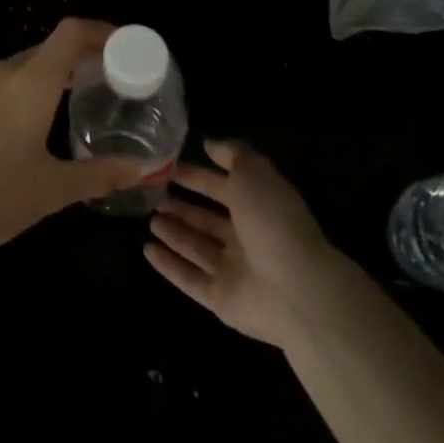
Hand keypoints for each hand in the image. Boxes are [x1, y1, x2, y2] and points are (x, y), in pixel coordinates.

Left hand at [0, 18, 148, 262]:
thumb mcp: (52, 191)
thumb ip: (99, 175)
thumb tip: (141, 168)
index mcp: (30, 82)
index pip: (71, 33)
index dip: (101, 31)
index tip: (124, 47)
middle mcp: (1, 73)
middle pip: (48, 48)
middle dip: (80, 57)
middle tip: (107, 80)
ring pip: (21, 66)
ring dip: (51, 74)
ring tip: (72, 101)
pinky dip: (23, 89)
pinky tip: (25, 124)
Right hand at [145, 138, 338, 348]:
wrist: (296, 289)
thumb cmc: (272, 220)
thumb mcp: (253, 172)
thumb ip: (232, 153)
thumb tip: (209, 143)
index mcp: (257, 206)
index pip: (221, 187)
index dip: (197, 176)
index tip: (168, 166)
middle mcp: (246, 238)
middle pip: (208, 220)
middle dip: (182, 206)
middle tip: (153, 195)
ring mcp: (234, 271)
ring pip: (197, 248)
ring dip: (174, 233)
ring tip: (150, 220)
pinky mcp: (221, 300)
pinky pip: (190, 279)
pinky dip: (169, 266)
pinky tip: (147, 250)